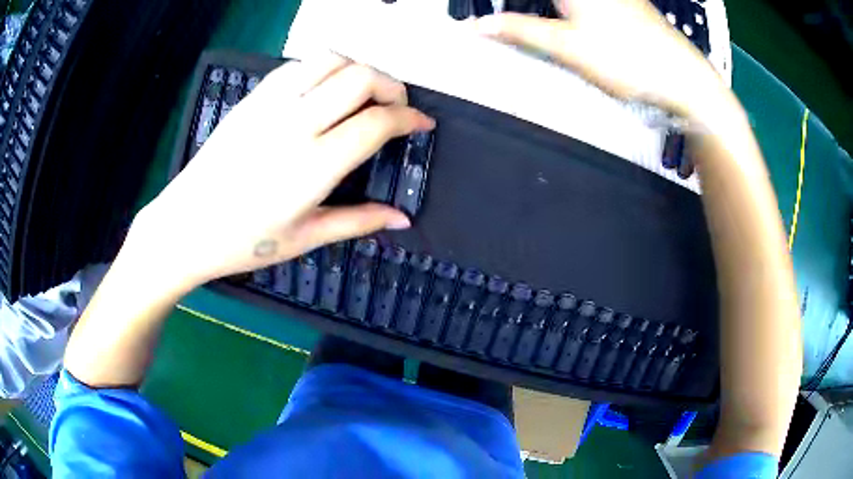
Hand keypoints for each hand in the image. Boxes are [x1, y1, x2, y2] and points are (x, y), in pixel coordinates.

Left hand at [133, 54, 433, 289]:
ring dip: (358, 69)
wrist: (185, 226)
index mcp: (314, 166)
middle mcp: (295, 124)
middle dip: (391, 86)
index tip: (423, 124)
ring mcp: (270, 104)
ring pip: (331, 59)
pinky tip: (323, 90)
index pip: (377, 122)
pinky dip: (323, 68)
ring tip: (362, 93)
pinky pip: (298, 65)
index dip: (410, 118)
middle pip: (360, 77)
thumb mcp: (305, 238)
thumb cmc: (242, 242)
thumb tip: (402, 219)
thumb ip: (358, 222)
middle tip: (395, 107)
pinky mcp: (253, 97)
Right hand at [477, 0, 723, 119]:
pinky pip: (585, 4)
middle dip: (524, 7)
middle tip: (506, 21)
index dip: (509, 4)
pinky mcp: (624, 4)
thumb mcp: (566, 46)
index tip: (490, 14)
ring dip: (545, 10)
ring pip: (567, 2)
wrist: (682, 78)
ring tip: (525, 17)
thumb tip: (478, 26)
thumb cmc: (626, 59)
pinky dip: (565, 10)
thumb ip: (519, 31)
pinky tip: (565, 20)